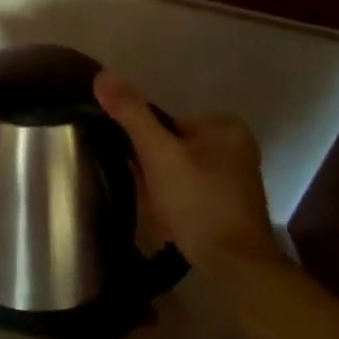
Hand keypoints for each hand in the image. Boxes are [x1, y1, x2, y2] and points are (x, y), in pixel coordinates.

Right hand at [93, 71, 281, 272]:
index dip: (145, 146)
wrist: (234, 263)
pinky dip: (176, 202)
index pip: (166, 123)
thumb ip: (131, 114)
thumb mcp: (158, 153)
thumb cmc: (197, 201)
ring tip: (160, 209)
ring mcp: (236, 176)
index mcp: (225, 126)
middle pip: (172, 147)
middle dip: (153, 169)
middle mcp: (237, 145)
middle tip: (149, 193)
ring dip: (161, 187)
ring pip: (178, 171)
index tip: (140, 170)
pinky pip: (190, 191)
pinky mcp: (231, 203)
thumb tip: (102, 75)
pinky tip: (172, 220)